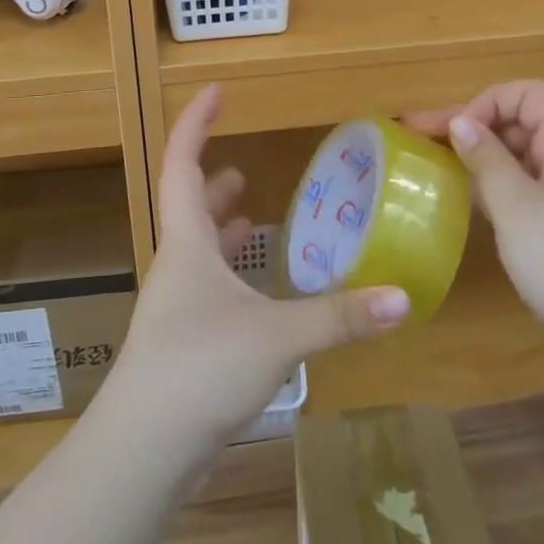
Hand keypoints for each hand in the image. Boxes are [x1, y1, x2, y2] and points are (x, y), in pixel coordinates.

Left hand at [114, 86, 411, 453]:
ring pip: (197, 251)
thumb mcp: (276, 337)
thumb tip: (403, 299)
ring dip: (220, 228)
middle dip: (213, 182)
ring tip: (248, 215)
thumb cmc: (199, 370)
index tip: (215, 91)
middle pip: (188, 207)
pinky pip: (207, 289)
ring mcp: (175, 307)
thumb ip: (339, 317)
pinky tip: (254, 291)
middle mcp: (176, 267)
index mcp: (187, 244)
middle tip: (244, 168)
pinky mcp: (183, 343)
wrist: (140, 452)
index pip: (183, 164)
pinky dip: (229, 274)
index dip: (195, 123)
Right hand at [407, 81, 543, 373]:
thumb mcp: (518, 208)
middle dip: (473, 128)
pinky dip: (495, 189)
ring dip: (480, 159)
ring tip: (433, 168)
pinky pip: (527, 190)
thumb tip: (460, 122)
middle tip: (421, 142)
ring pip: (521, 158)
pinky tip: (464, 202)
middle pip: (522, 123)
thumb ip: (487, 160)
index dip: (487, 103)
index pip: (528, 94)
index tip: (454, 133)